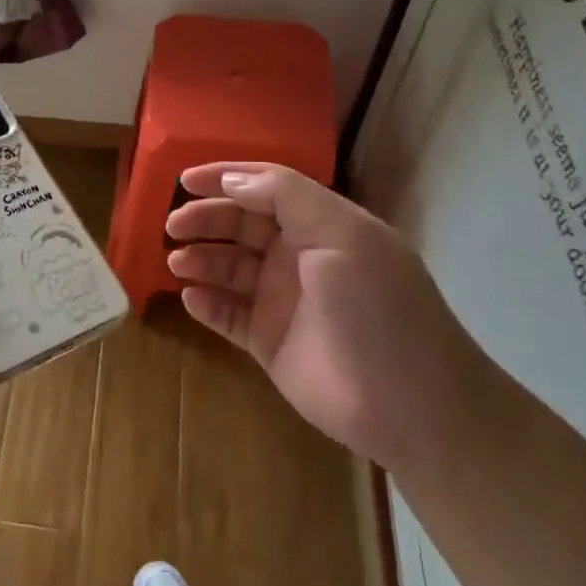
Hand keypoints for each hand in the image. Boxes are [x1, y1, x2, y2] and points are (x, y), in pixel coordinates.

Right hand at [166, 163, 481, 467]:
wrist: (413, 406)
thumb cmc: (378, 309)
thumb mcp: (343, 237)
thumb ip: (288, 198)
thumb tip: (233, 180)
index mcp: (322, 225)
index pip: (266, 188)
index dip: (226, 179)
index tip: (183, 180)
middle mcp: (299, 257)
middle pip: (241, 226)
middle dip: (206, 220)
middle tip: (172, 227)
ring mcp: (283, 301)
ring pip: (229, 269)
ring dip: (201, 260)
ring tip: (176, 264)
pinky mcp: (269, 342)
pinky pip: (228, 315)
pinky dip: (207, 304)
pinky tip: (190, 298)